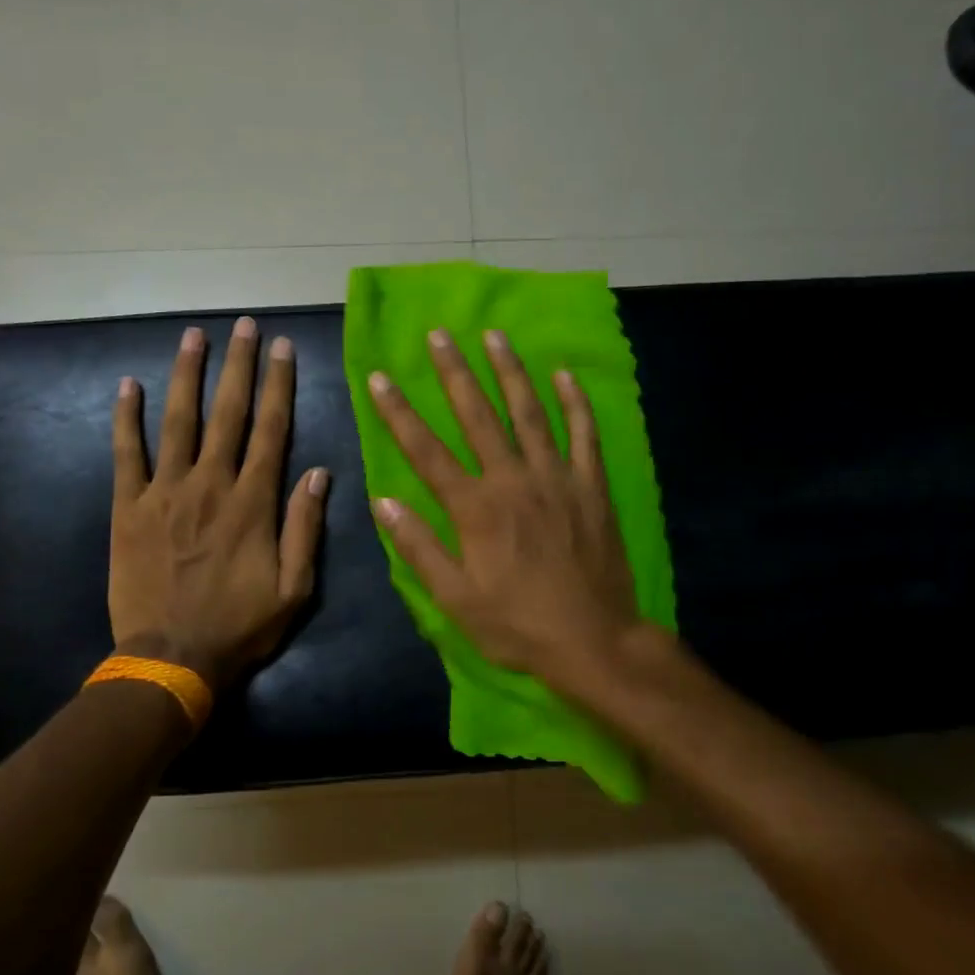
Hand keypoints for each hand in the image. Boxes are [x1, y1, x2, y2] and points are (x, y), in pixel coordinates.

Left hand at [109, 316, 328, 691]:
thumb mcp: (294, 588)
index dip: (279, 385)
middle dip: (239, 365)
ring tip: (194, 336)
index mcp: (253, 503)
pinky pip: (126, 454)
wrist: (170, 658)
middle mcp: (210, 485)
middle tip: (244, 326)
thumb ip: (305, 527)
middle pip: (228, 413)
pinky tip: (128, 385)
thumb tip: (319, 472)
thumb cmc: (239, 627)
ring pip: (178, 421)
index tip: (283, 348)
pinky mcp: (128, 508)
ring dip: (187, 375)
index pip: (272, 430)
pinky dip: (126, 419)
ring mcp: (164, 493)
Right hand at [366, 328, 645, 690]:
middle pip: (478, 416)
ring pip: (530, 413)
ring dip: (510, 372)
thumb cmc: (517, 624)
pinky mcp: (590, 487)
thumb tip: (382, 500)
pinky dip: (574, 403)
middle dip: (455, 372)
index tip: (380, 377)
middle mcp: (513, 481)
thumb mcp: (455, 598)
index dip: (399, 413)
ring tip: (494, 336)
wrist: (594, 641)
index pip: (426, 451)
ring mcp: (557, 479)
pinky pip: (584, 435)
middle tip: (438, 334)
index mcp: (475, 509)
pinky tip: (563, 375)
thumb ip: (418, 546)